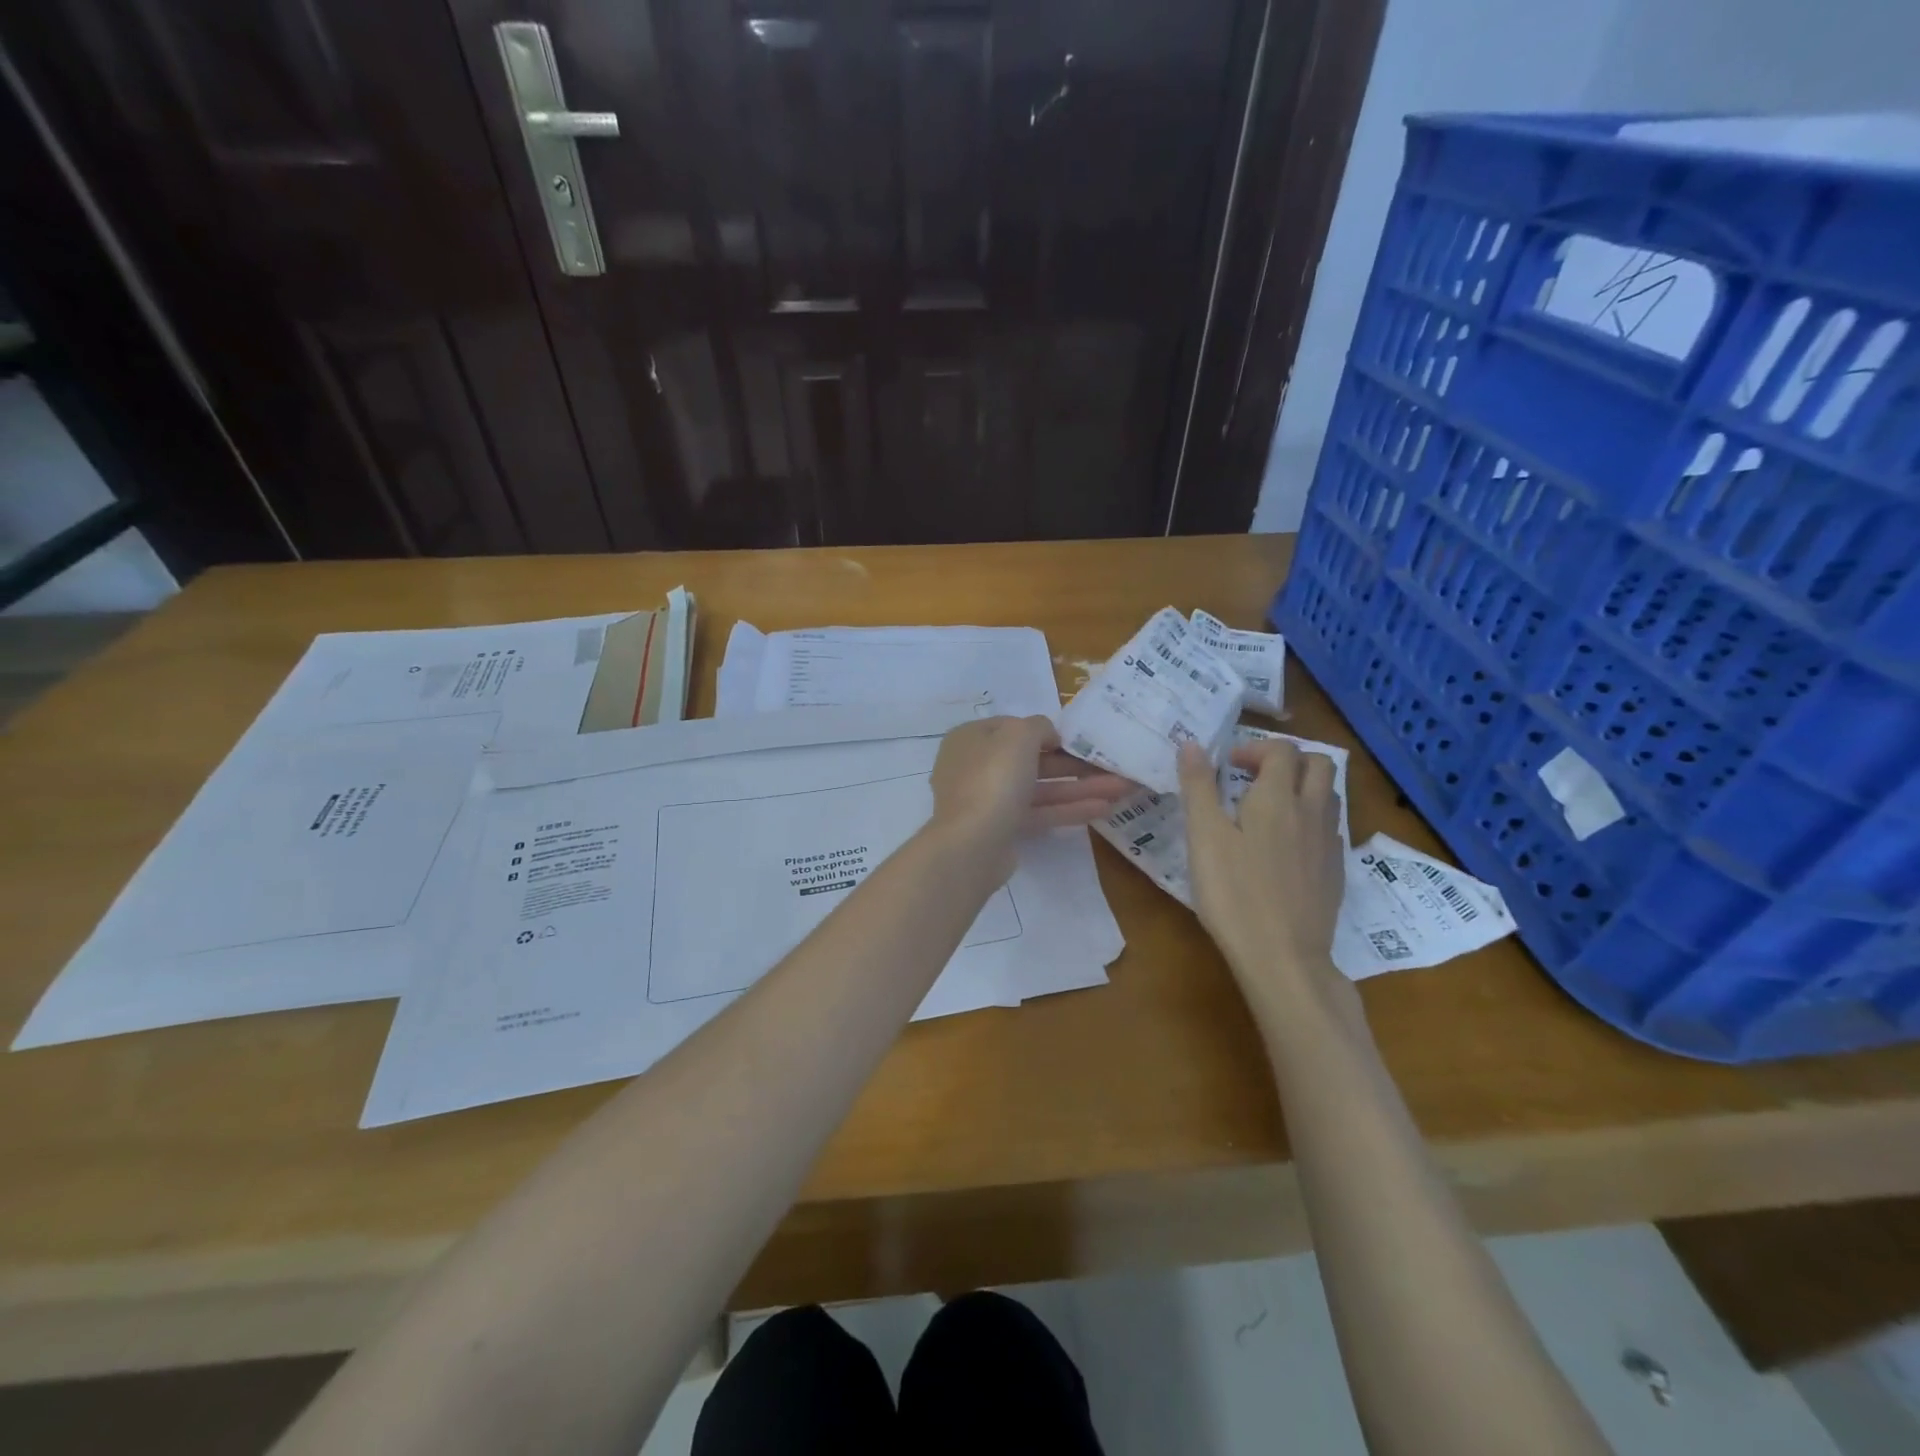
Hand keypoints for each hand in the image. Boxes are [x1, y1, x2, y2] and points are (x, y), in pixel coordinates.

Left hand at [930, 716, 1134, 872]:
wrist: (970, 844)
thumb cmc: (993, 777)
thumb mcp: (1018, 735)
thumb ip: (1039, 726)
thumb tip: (1048, 735)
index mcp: (973, 738)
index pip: (1015, 727)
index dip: (1047, 731)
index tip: (1078, 738)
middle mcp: (977, 766)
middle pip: (1032, 760)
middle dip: (1075, 763)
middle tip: (1112, 764)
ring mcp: (989, 800)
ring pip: (1041, 788)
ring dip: (1080, 787)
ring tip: (1122, 788)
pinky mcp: (1003, 829)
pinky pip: (1040, 813)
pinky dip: (1069, 809)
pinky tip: (1104, 808)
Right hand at [1178, 738, 1344, 990]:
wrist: (1283, 957)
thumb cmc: (1234, 893)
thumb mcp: (1204, 837)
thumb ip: (1199, 787)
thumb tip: (1192, 743)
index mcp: (1278, 798)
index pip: (1281, 750)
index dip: (1254, 748)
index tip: (1228, 767)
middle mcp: (1312, 812)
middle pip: (1318, 763)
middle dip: (1288, 760)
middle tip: (1253, 778)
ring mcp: (1329, 843)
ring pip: (1328, 795)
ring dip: (1302, 787)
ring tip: (1268, 808)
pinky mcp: (1336, 872)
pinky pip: (1329, 828)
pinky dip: (1310, 820)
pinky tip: (1285, 846)